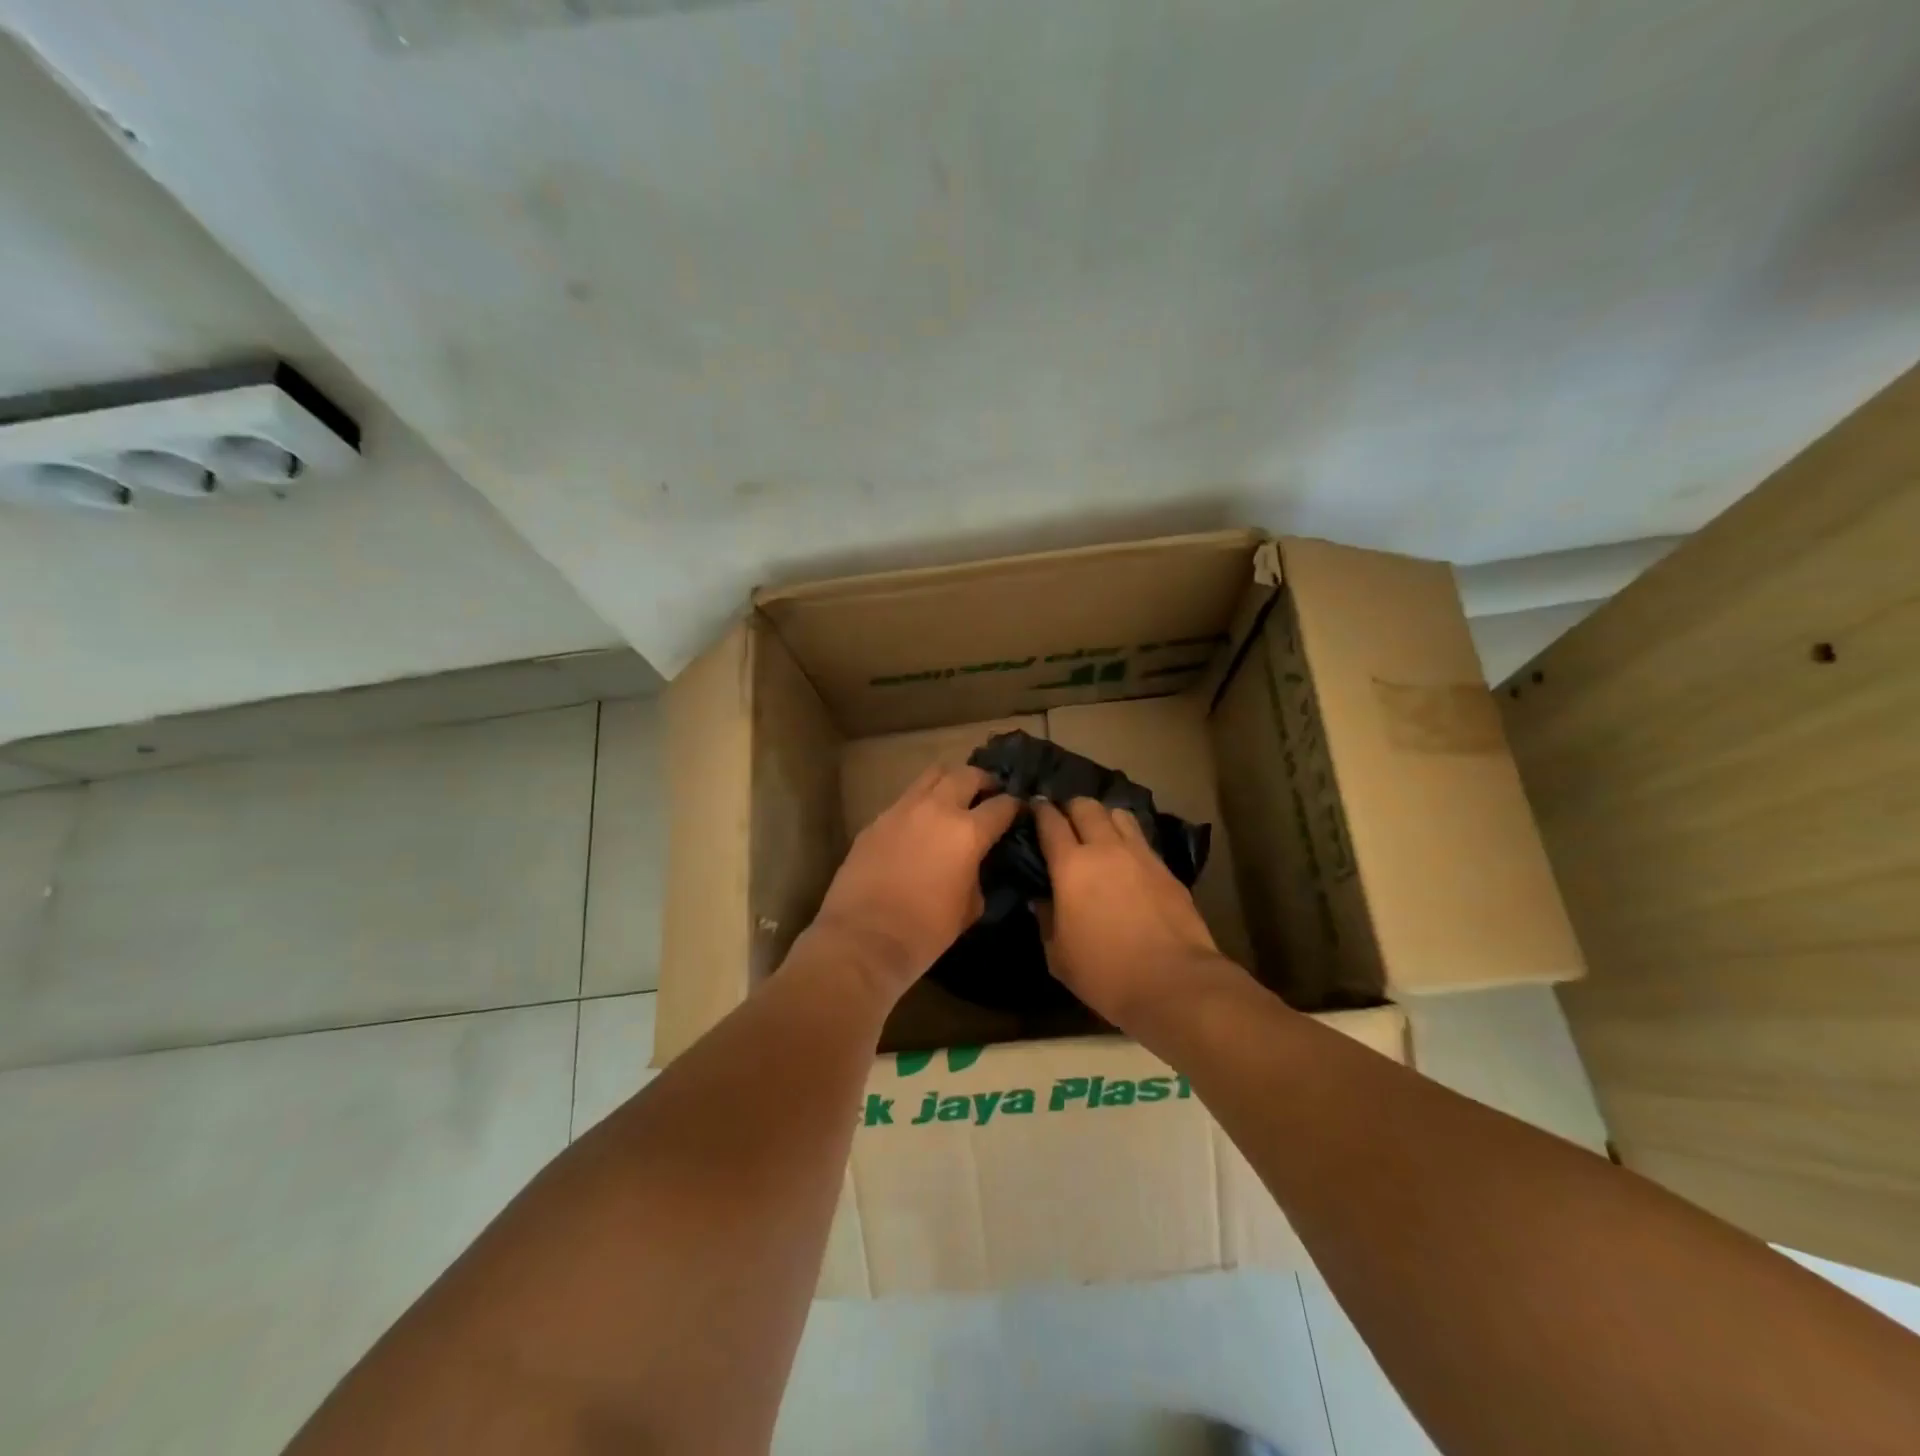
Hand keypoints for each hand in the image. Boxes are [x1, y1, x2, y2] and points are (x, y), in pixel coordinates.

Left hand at [809, 765, 1021, 999]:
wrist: (863, 939)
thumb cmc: (925, 931)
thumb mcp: (969, 908)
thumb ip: (978, 875)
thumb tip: (976, 864)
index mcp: (967, 832)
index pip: (1002, 805)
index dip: (1014, 806)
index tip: (1018, 811)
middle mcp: (936, 809)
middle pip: (967, 774)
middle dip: (983, 781)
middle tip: (988, 795)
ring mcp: (901, 810)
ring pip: (932, 775)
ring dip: (949, 782)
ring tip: (954, 800)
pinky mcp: (876, 820)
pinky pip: (905, 800)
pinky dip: (920, 805)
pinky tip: (919, 826)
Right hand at [1032, 798, 1239, 1028]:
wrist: (1173, 981)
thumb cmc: (1105, 973)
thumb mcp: (1058, 955)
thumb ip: (1046, 919)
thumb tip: (1041, 899)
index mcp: (1071, 866)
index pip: (1050, 822)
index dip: (1039, 810)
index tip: (1033, 807)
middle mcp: (1105, 849)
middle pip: (1086, 806)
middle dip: (1070, 807)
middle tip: (1064, 820)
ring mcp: (1140, 854)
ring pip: (1118, 814)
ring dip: (1103, 817)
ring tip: (1098, 833)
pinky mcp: (1166, 868)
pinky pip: (1141, 839)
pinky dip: (1128, 838)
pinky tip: (1126, 858)